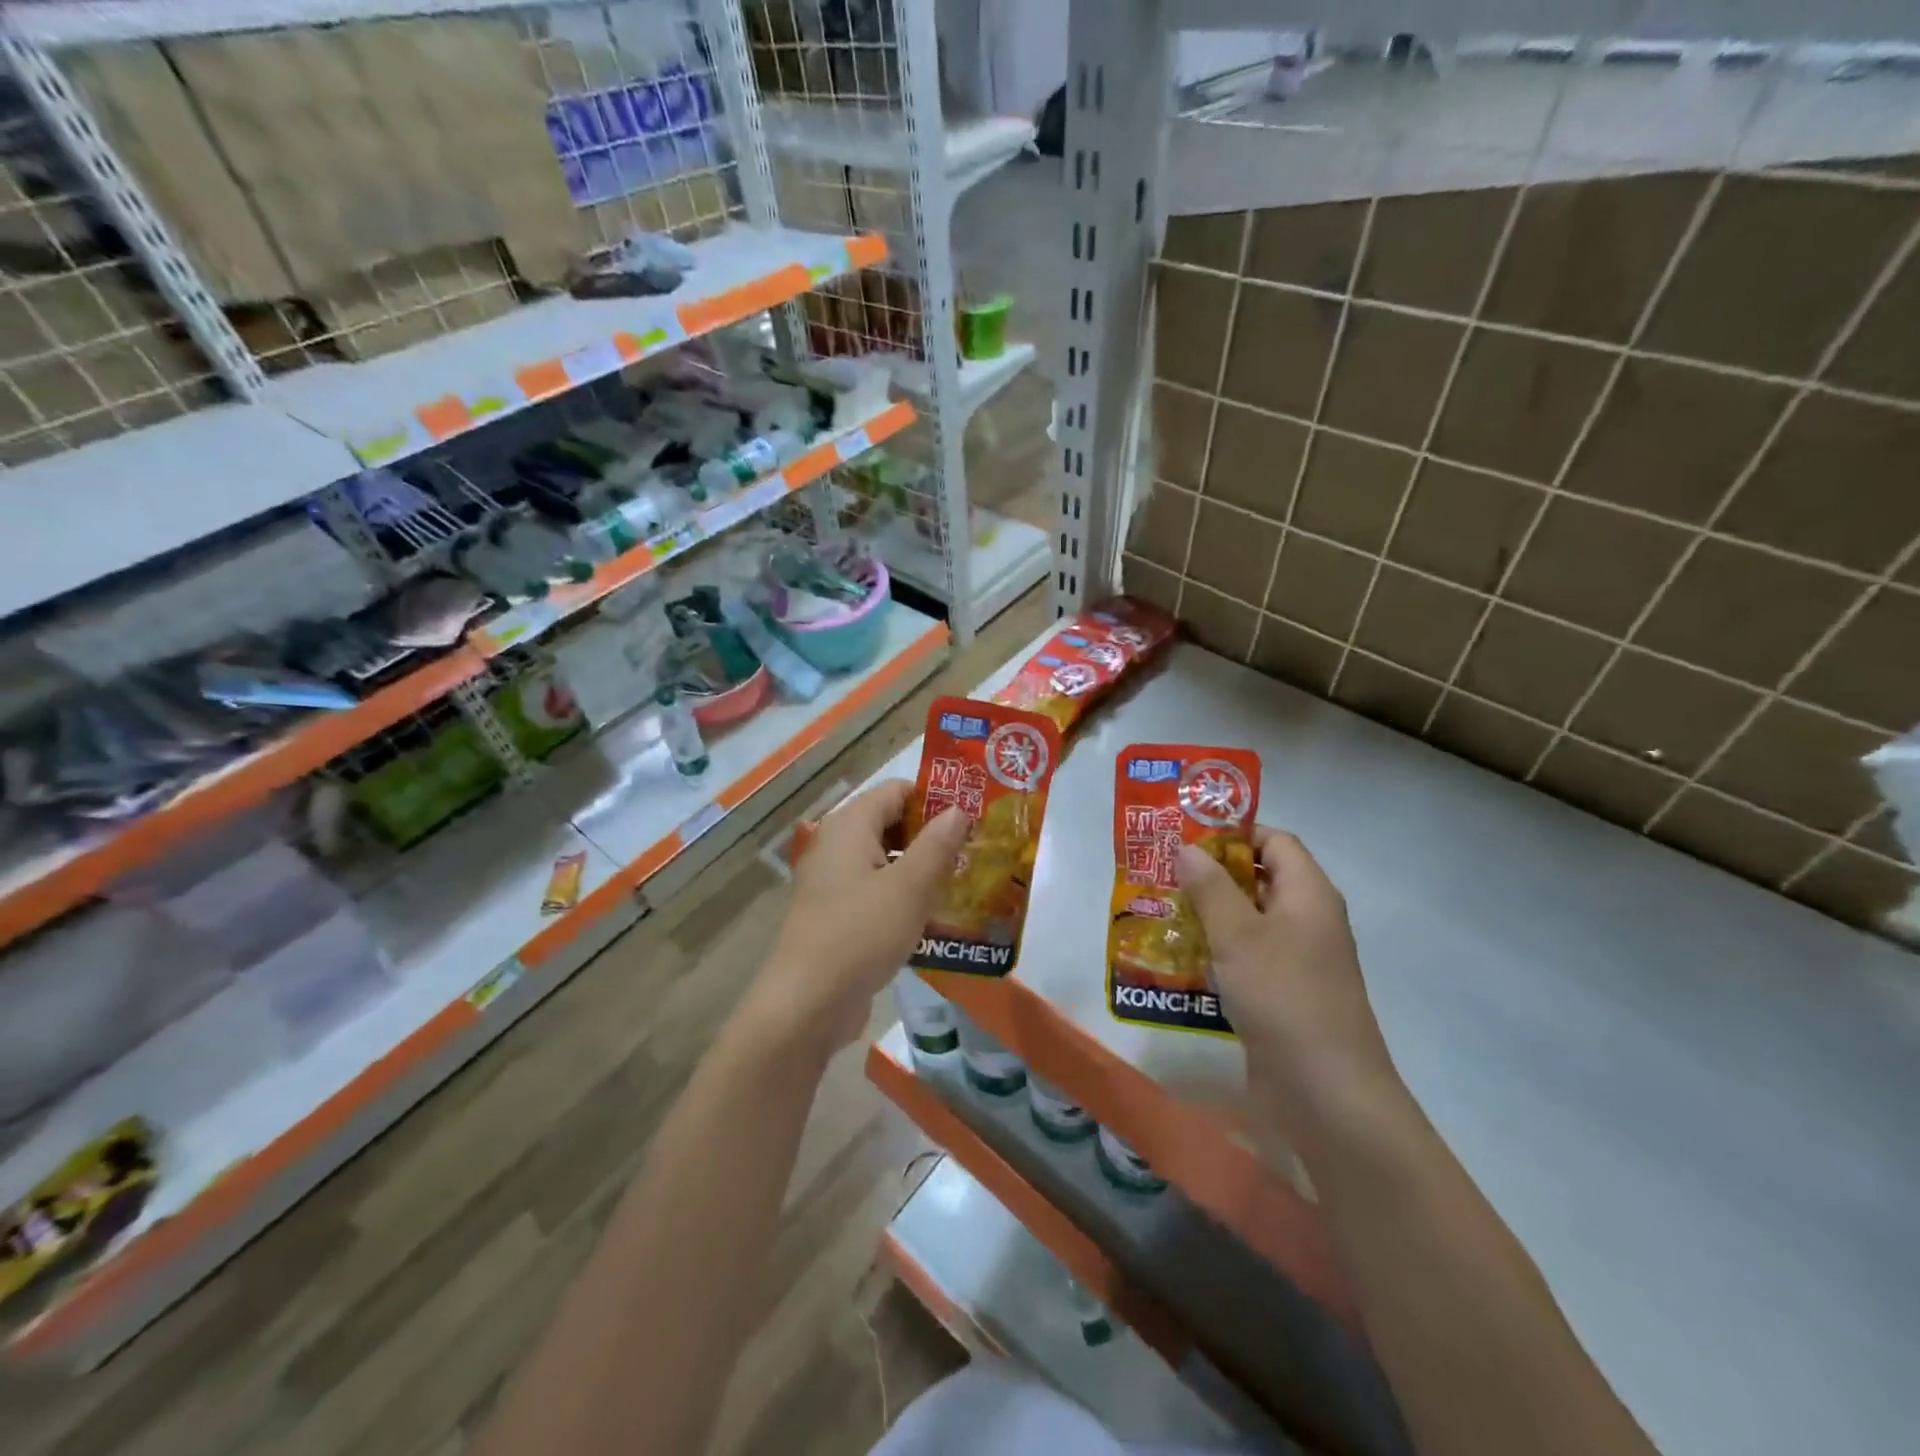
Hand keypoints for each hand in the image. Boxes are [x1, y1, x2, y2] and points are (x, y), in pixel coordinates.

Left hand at [749, 780, 969, 1055]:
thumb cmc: (862, 932)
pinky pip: (877, 893)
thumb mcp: (910, 886)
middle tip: (976, 853)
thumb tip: (958, 810)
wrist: (807, 1003)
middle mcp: (838, 845)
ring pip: (887, 861)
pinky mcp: (837, 915)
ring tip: (966, 885)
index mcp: (851, 825)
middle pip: (892, 824)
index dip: (936, 799)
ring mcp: (834, 882)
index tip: (974, 817)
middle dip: (934, 837)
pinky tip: (936, 919)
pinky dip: (904, 898)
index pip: (899, 790)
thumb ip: (937, 844)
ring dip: (923, 871)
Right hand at [1176, 827, 1398, 1121]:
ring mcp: (1297, 961)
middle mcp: (1307, 921)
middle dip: (1211, 875)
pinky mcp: (1283, 996)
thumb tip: (1187, 847)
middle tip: (1162, 873)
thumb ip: (1210, 886)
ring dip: (1208, 915)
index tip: (1185, 838)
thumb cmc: (1284, 997)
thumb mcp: (1239, 934)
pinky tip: (1178, 959)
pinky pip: (1246, 959)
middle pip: (1259, 879)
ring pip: (1248, 922)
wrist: (1326, 1094)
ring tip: (1160, 912)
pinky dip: (1216, 952)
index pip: (1275, 840)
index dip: (1233, 833)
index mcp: (1309, 894)